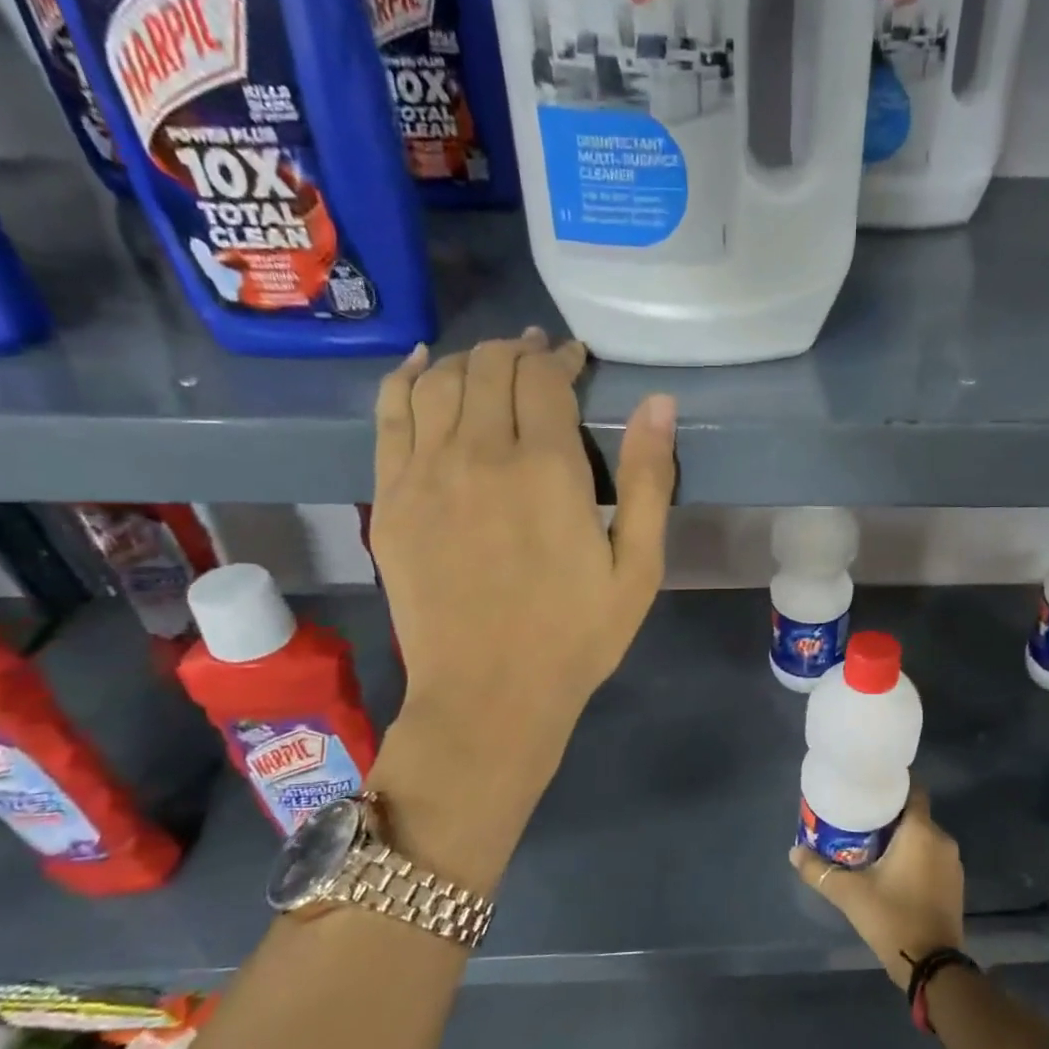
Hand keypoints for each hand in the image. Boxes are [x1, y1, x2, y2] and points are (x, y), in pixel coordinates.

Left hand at [368, 330, 675, 845]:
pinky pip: (389, 416)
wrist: (488, 696)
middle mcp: (480, 455)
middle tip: (539, 358)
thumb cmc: (576, 637)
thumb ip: (650, 479)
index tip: (575, 360)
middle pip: (490, 369)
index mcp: (547, 470)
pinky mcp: (389, 499)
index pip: (545, 380)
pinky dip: (405, 379)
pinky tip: (420, 365)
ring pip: (438, 381)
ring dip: (469, 360)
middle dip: (518, 352)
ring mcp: (425, 474)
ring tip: (490, 365)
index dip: (561, 359)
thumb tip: (659, 402)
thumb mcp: (638, 568)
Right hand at [790, 790, 964, 987]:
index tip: (870, 787)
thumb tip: (793, 852)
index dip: (894, 785)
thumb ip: (819, 870)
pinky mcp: (955, 885)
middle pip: (915, 814)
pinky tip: (893, 870)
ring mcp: (952, 864)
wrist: (932, 966)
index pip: (914, 790)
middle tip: (861, 819)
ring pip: (924, 837)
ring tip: (872, 844)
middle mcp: (942, 840)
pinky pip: (932, 857)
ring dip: (903, 838)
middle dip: (890, 815)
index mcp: (921, 831)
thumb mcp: (849, 893)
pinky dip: (915, 857)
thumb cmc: (892, 917)